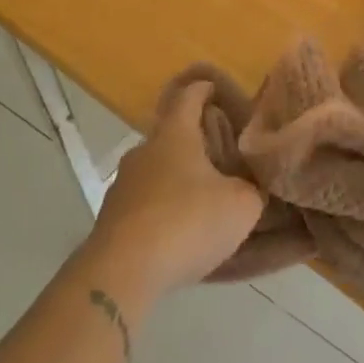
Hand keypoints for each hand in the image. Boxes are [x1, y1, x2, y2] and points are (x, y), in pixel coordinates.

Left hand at [88, 82, 264, 298]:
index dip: (204, 90)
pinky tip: (178, 230)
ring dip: (176, 178)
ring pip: (156, 170)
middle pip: (171, 135)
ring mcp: (123, 184)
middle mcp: (144, 150)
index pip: (189, 97)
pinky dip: (161, 208)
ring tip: (202, 198)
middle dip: (195, 141)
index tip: (216, 89)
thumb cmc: (187, 222)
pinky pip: (144, 202)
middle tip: (222, 155)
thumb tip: (251, 186)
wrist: (122, 273)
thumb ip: (252, 189)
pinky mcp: (111, 218)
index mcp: (175, 134)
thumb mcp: (241, 206)